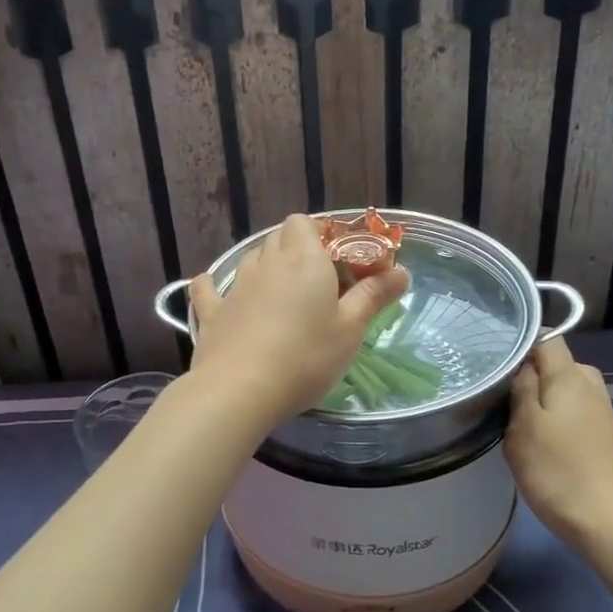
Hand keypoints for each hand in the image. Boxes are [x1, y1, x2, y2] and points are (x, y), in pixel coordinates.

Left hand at [187, 214, 408, 426]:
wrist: (240, 389)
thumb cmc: (306, 357)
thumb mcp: (351, 330)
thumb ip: (374, 296)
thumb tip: (402, 271)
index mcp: (304, 260)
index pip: (305, 222)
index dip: (321, 234)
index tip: (340, 261)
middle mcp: (267, 263)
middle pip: (279, 236)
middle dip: (298, 249)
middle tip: (319, 282)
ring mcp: (235, 286)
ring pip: (252, 259)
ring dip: (267, 266)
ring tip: (283, 294)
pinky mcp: (212, 312)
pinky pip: (210, 289)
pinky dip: (216, 287)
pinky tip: (222, 295)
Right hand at [504, 338, 612, 547]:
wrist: (607, 521)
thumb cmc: (556, 469)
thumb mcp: (523, 425)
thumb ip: (522, 387)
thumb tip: (525, 363)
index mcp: (571, 378)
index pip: (550, 339)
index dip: (525, 345)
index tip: (502, 364)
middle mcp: (595, 389)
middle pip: (563, 367)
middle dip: (538, 376)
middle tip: (510, 400)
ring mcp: (609, 417)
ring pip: (574, 395)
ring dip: (553, 403)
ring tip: (529, 427)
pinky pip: (584, 421)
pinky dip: (568, 426)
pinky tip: (556, 450)